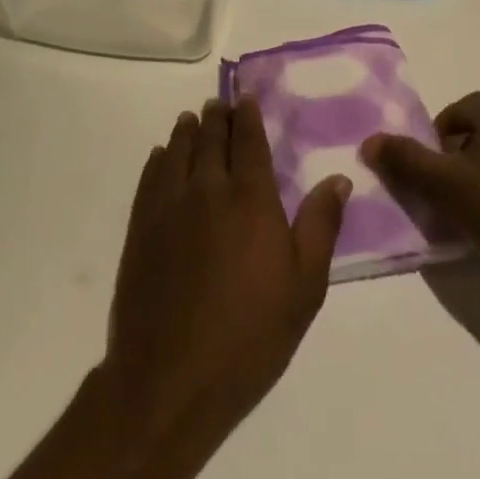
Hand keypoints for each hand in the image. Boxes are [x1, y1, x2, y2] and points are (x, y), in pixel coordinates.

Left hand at [100, 97, 350, 478]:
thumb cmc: (249, 336)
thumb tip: (338, 178)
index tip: (246, 99)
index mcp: (251, 198)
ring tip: (192, 119)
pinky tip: (163, 156)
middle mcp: (208, 188)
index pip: (249, 141)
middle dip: (217, 117)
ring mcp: (169, 205)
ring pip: (178, 150)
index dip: (247, 116)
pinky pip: (151, 176)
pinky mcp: (141, 227)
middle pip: (211, 138)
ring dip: (187, 130)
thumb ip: (320, 226)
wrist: (170, 379)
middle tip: (219, 104)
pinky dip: (160, 158)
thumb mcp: (304, 288)